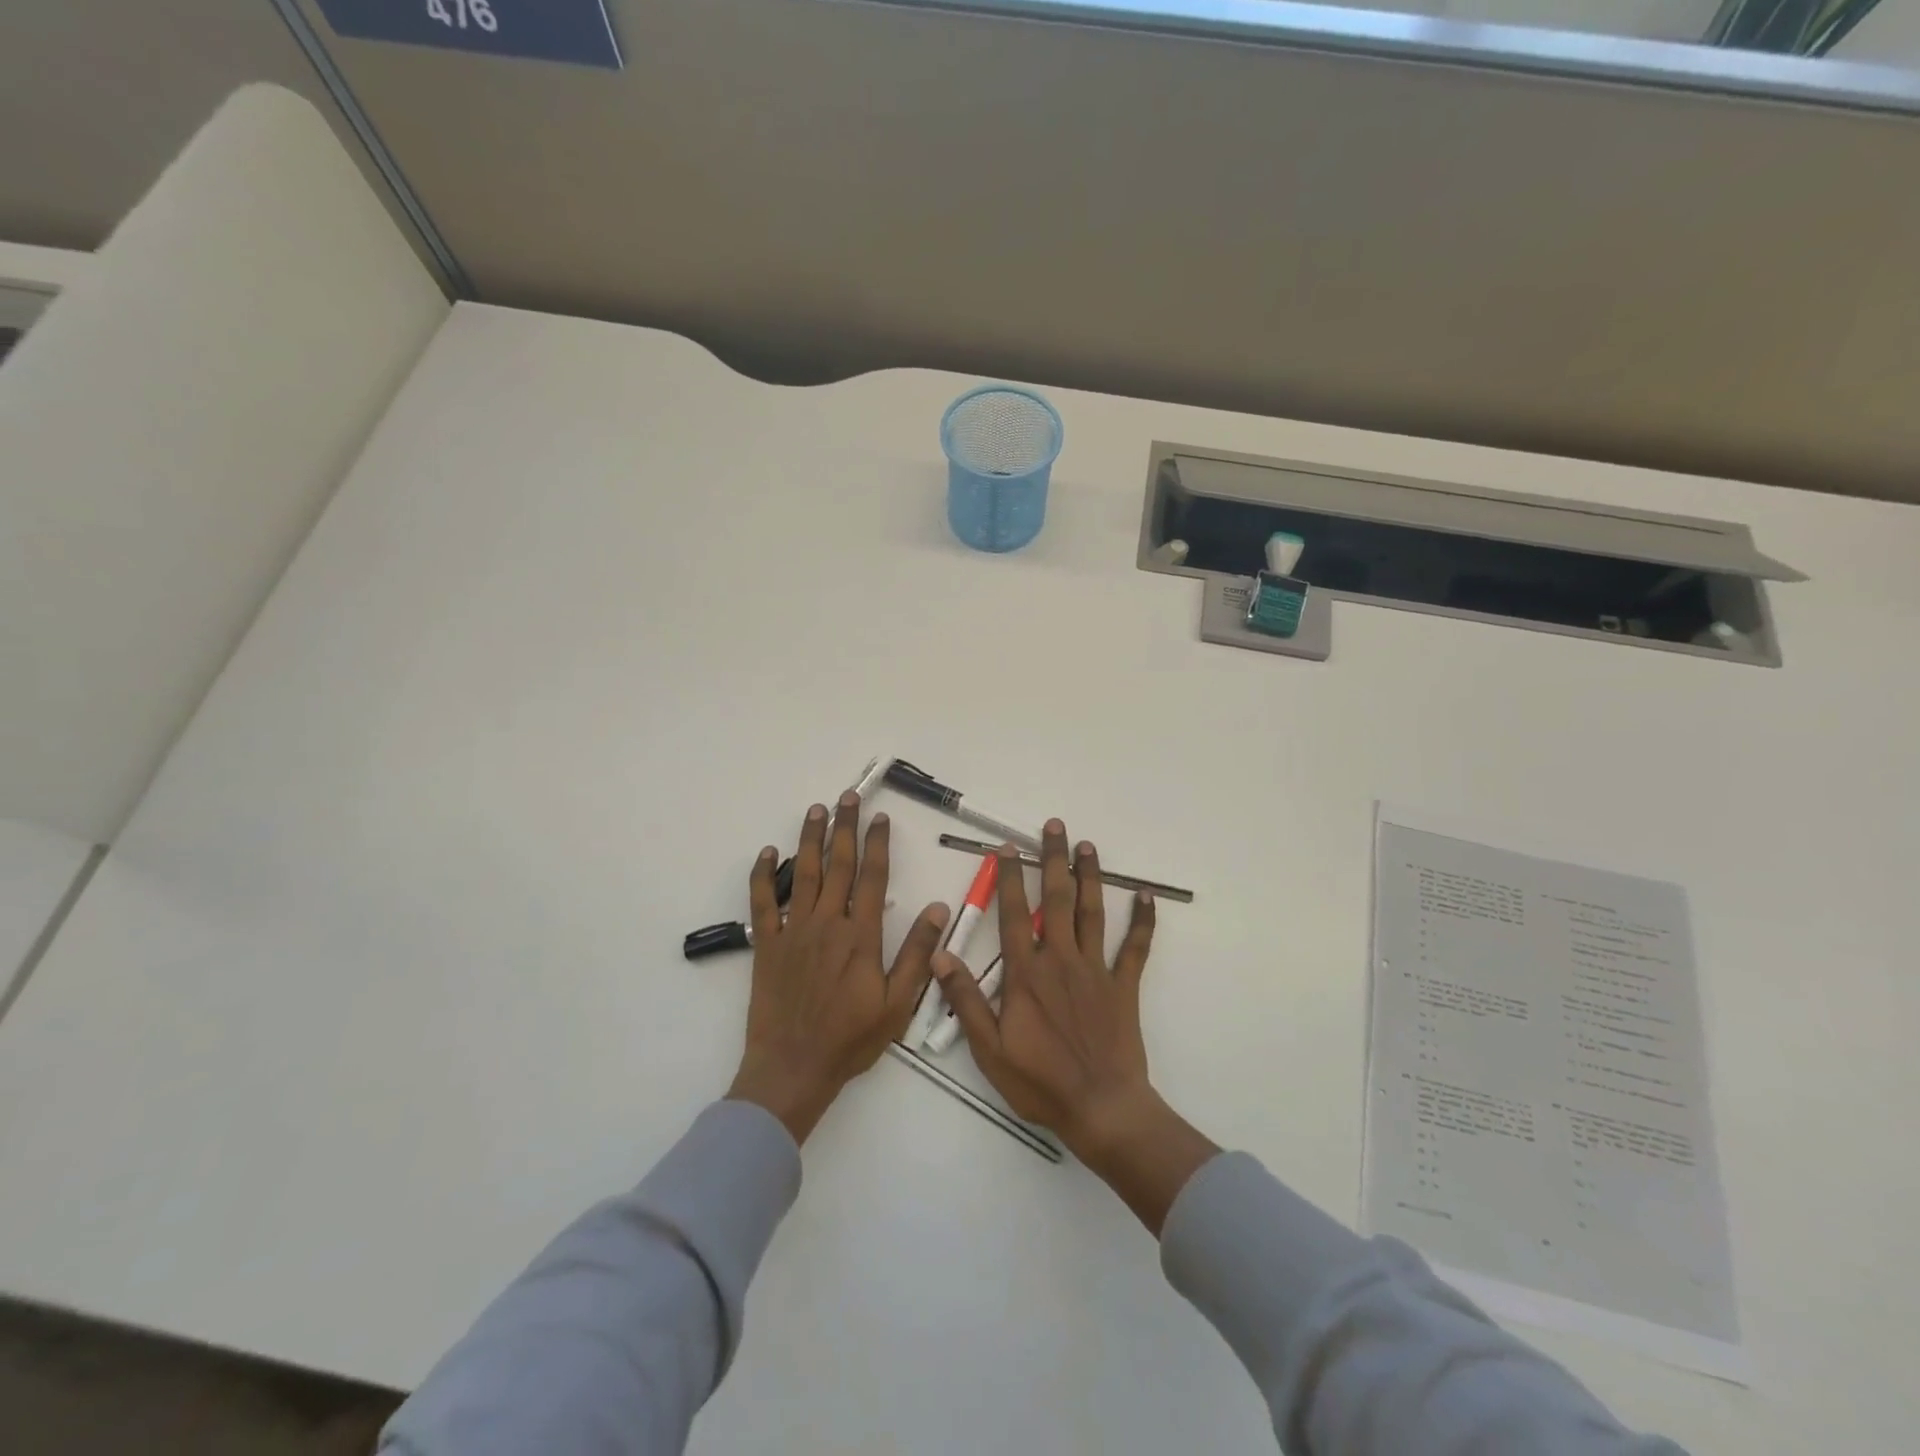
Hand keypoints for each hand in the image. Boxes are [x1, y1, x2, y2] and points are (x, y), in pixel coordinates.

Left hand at [728, 792, 949, 1143]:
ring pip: (803, 873)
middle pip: (838, 864)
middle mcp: (827, 923)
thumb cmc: (850, 1038)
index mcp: (860, 935)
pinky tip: (767, 853)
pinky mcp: (766, 944)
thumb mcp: (898, 1003)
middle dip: (844, 827)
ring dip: (809, 839)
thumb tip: (938, 908)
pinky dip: (762, 875)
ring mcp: (793, 930)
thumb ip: (916, 953)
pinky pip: (762, 902)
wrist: (793, 1068)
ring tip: (816, 810)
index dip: (877, 844)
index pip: (872, 877)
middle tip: (847, 797)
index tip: (880, 818)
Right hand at [935, 819, 1216, 1233]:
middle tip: (1054, 826)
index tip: (1007, 848)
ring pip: (1092, 913)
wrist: (1100, 1108)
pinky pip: (1134, 948)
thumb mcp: (988, 1049)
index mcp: (1026, 973)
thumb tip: (939, 955)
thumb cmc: (1039, 1082)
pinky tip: (1147, 897)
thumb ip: (964, 999)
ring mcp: (1096, 970)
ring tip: (1089, 845)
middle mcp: (1061, 960)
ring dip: (1091, 877)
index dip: (1009, 878)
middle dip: (1053, 860)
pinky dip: (1142, 922)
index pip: (1013, 914)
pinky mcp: (1123, 987)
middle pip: (1056, 900)